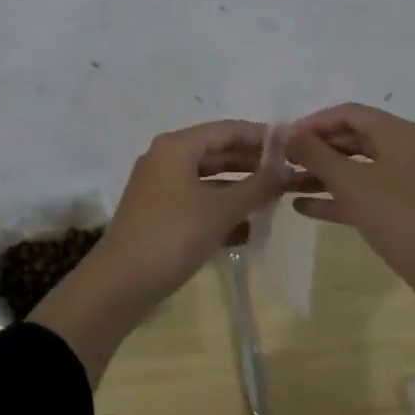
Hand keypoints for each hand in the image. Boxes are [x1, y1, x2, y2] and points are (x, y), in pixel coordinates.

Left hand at [94, 119, 292, 301]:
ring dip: (240, 188)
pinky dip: (221, 208)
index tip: (294, 147)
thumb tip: (288, 168)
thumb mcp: (220, 210)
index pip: (227, 130)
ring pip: (208, 179)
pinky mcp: (159, 213)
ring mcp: (160, 187)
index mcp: (176, 147)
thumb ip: (258, 187)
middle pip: (217, 152)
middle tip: (289, 174)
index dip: (261, 137)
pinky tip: (249, 228)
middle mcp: (165, 159)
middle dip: (252, 163)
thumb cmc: (172, 236)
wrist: (120, 284)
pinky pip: (198, 201)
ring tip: (275, 199)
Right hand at [286, 104, 414, 290]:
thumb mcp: (349, 182)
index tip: (283, 138)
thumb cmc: (396, 215)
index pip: (349, 113)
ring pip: (357, 168)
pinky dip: (338, 197)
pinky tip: (305, 209)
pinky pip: (365, 192)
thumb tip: (288, 133)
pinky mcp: (405, 207)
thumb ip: (315, 154)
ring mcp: (406, 179)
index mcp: (397, 133)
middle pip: (352, 139)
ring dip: (322, 175)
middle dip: (316, 150)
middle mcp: (404, 149)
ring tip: (285, 185)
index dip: (313, 122)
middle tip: (283, 161)